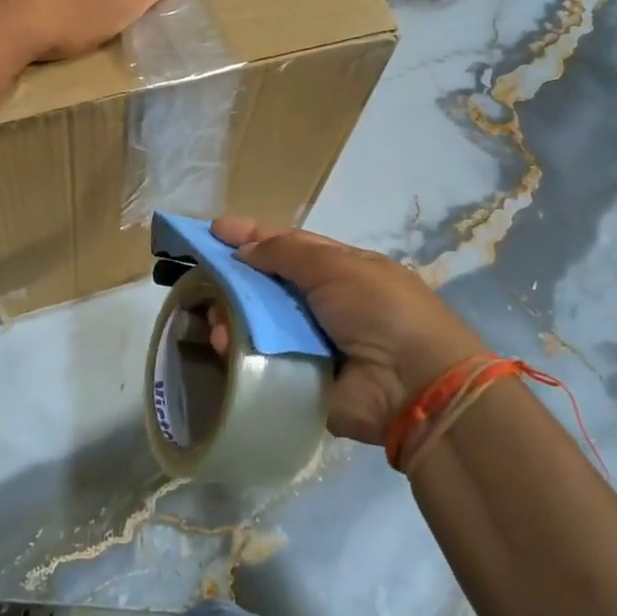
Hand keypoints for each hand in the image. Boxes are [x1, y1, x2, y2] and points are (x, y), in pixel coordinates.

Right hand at [210, 217, 491, 445]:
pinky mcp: (299, 378)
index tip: (214, 230)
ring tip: (214, 317)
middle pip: (267, 285)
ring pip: (258, 322)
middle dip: (234, 279)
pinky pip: (260, 359)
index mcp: (340, 268)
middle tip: (202, 278)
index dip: (252, 235)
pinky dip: (239, 351)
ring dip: (232, 315)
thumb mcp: (336, 265)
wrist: (414, 385)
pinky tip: (224, 345)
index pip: (288, 245)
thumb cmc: (378, 310)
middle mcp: (323, 303)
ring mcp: (311, 342)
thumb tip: (244, 251)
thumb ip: (286, 253)